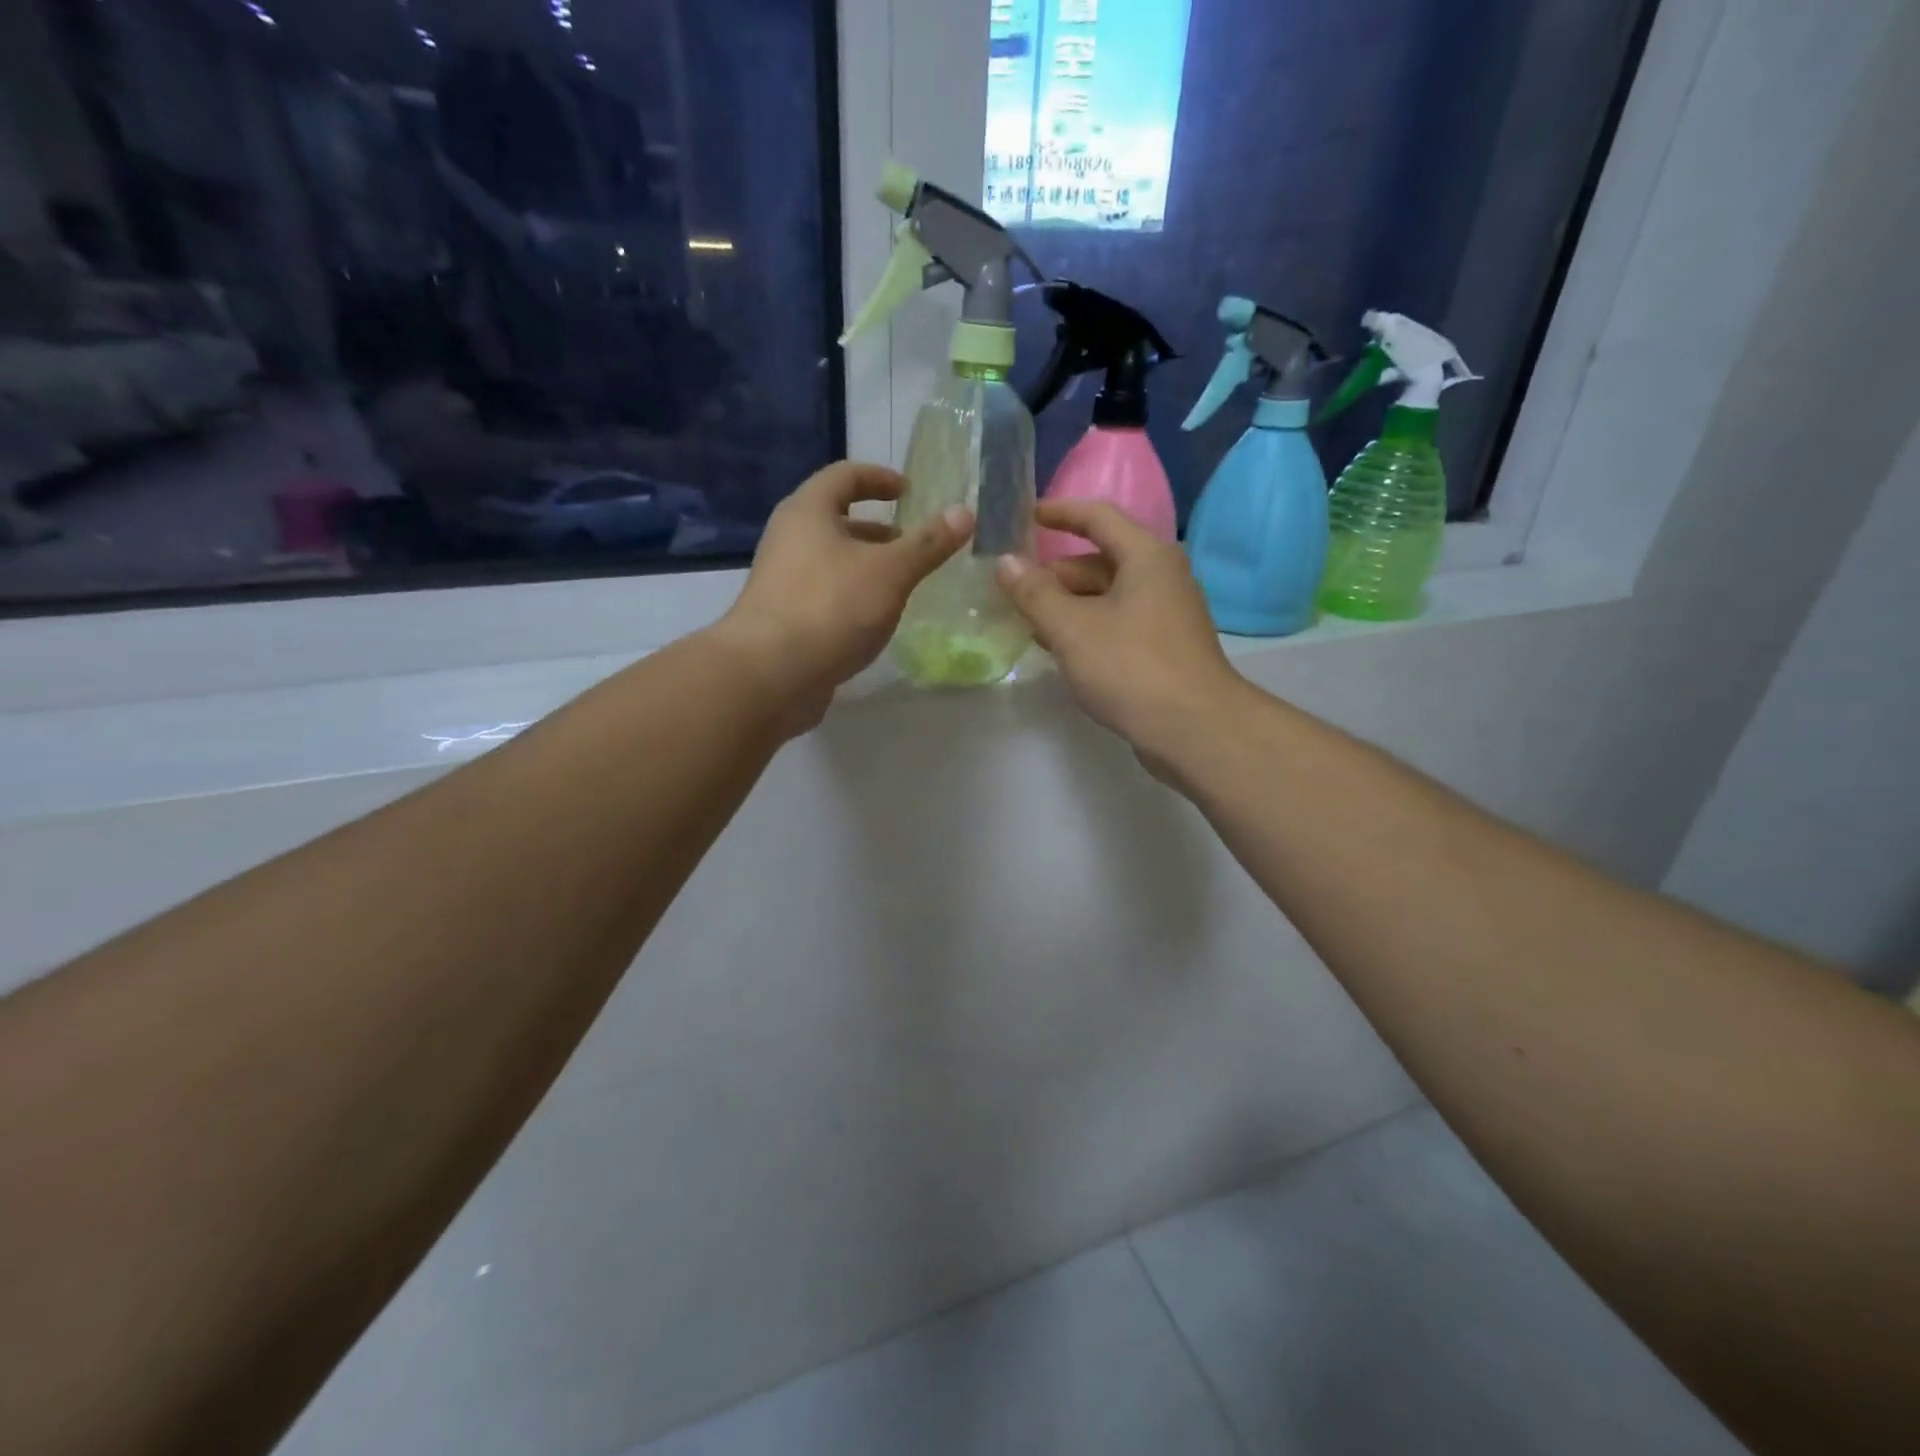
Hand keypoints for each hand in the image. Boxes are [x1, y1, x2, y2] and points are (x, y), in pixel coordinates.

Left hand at [715, 461, 971, 729]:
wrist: (770, 674)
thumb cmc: (831, 607)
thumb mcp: (890, 572)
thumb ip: (928, 543)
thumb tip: (965, 512)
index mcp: (808, 512)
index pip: (844, 475)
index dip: (879, 478)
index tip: (908, 491)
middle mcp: (788, 539)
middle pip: (835, 520)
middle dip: (876, 530)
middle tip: (912, 544)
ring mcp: (782, 581)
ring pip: (830, 561)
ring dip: (865, 566)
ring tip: (901, 585)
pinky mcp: (783, 619)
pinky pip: (824, 595)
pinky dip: (852, 597)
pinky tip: (875, 621)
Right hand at [996, 500, 1244, 766]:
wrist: (1195, 730)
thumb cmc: (1131, 667)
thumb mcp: (1072, 628)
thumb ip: (1034, 593)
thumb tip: (1005, 561)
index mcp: (1146, 557)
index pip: (1098, 517)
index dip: (1060, 513)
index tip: (1027, 515)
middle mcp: (1162, 577)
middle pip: (1101, 560)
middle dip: (1056, 573)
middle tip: (1014, 587)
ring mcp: (1166, 615)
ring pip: (1108, 597)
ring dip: (1068, 604)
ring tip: (1026, 620)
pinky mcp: (1164, 648)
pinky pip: (1118, 624)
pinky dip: (1087, 628)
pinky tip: (1060, 649)